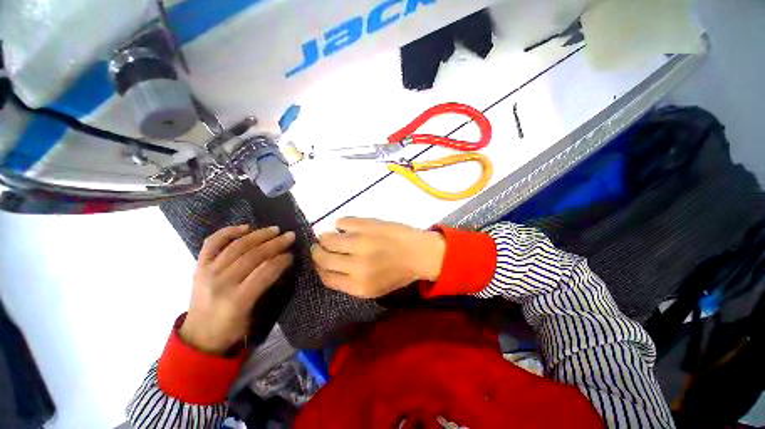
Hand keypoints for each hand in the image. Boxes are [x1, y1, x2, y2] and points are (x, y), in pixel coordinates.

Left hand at [180, 225, 294, 353]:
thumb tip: (281, 264)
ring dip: (259, 235)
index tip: (292, 254)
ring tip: (275, 229)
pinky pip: (212, 243)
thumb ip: (266, 287)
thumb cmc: (231, 328)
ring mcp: (208, 272)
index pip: (265, 272)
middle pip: (253, 256)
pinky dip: (228, 232)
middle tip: (290, 236)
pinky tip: (245, 227)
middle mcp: (221, 283)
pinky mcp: (199, 266)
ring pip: (237, 246)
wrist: (198, 336)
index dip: (281, 260)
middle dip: (275, 243)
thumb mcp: (254, 314)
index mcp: (237, 300)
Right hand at [311, 218, 445, 297]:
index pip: (325, 277)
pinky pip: (342, 221)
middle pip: (322, 257)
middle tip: (320, 246)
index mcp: (358, 286)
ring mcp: (361, 242)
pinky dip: (341, 224)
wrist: (419, 253)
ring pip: (328, 238)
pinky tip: (347, 227)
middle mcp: (356, 265)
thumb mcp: (373, 289)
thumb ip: (349, 283)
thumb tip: (328, 266)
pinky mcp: (367, 225)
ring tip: (332, 235)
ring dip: (326, 237)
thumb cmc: (398, 273)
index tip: (319, 261)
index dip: (319, 267)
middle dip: (317, 251)